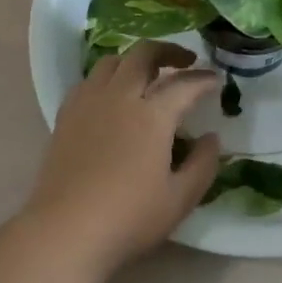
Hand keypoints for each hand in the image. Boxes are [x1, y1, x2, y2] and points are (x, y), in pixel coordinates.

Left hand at [24, 41, 221, 273]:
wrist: (65, 232)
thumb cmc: (129, 218)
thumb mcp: (180, 199)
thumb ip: (203, 164)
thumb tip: (212, 138)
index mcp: (152, 115)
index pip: (184, 84)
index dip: (203, 79)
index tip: (216, 80)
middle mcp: (120, 97)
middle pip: (144, 54)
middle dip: (169, 51)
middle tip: (185, 61)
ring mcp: (89, 102)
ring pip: (113, 61)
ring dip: (135, 60)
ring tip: (148, 74)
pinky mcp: (66, 115)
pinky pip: (89, 80)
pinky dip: (108, 77)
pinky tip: (112, 95)